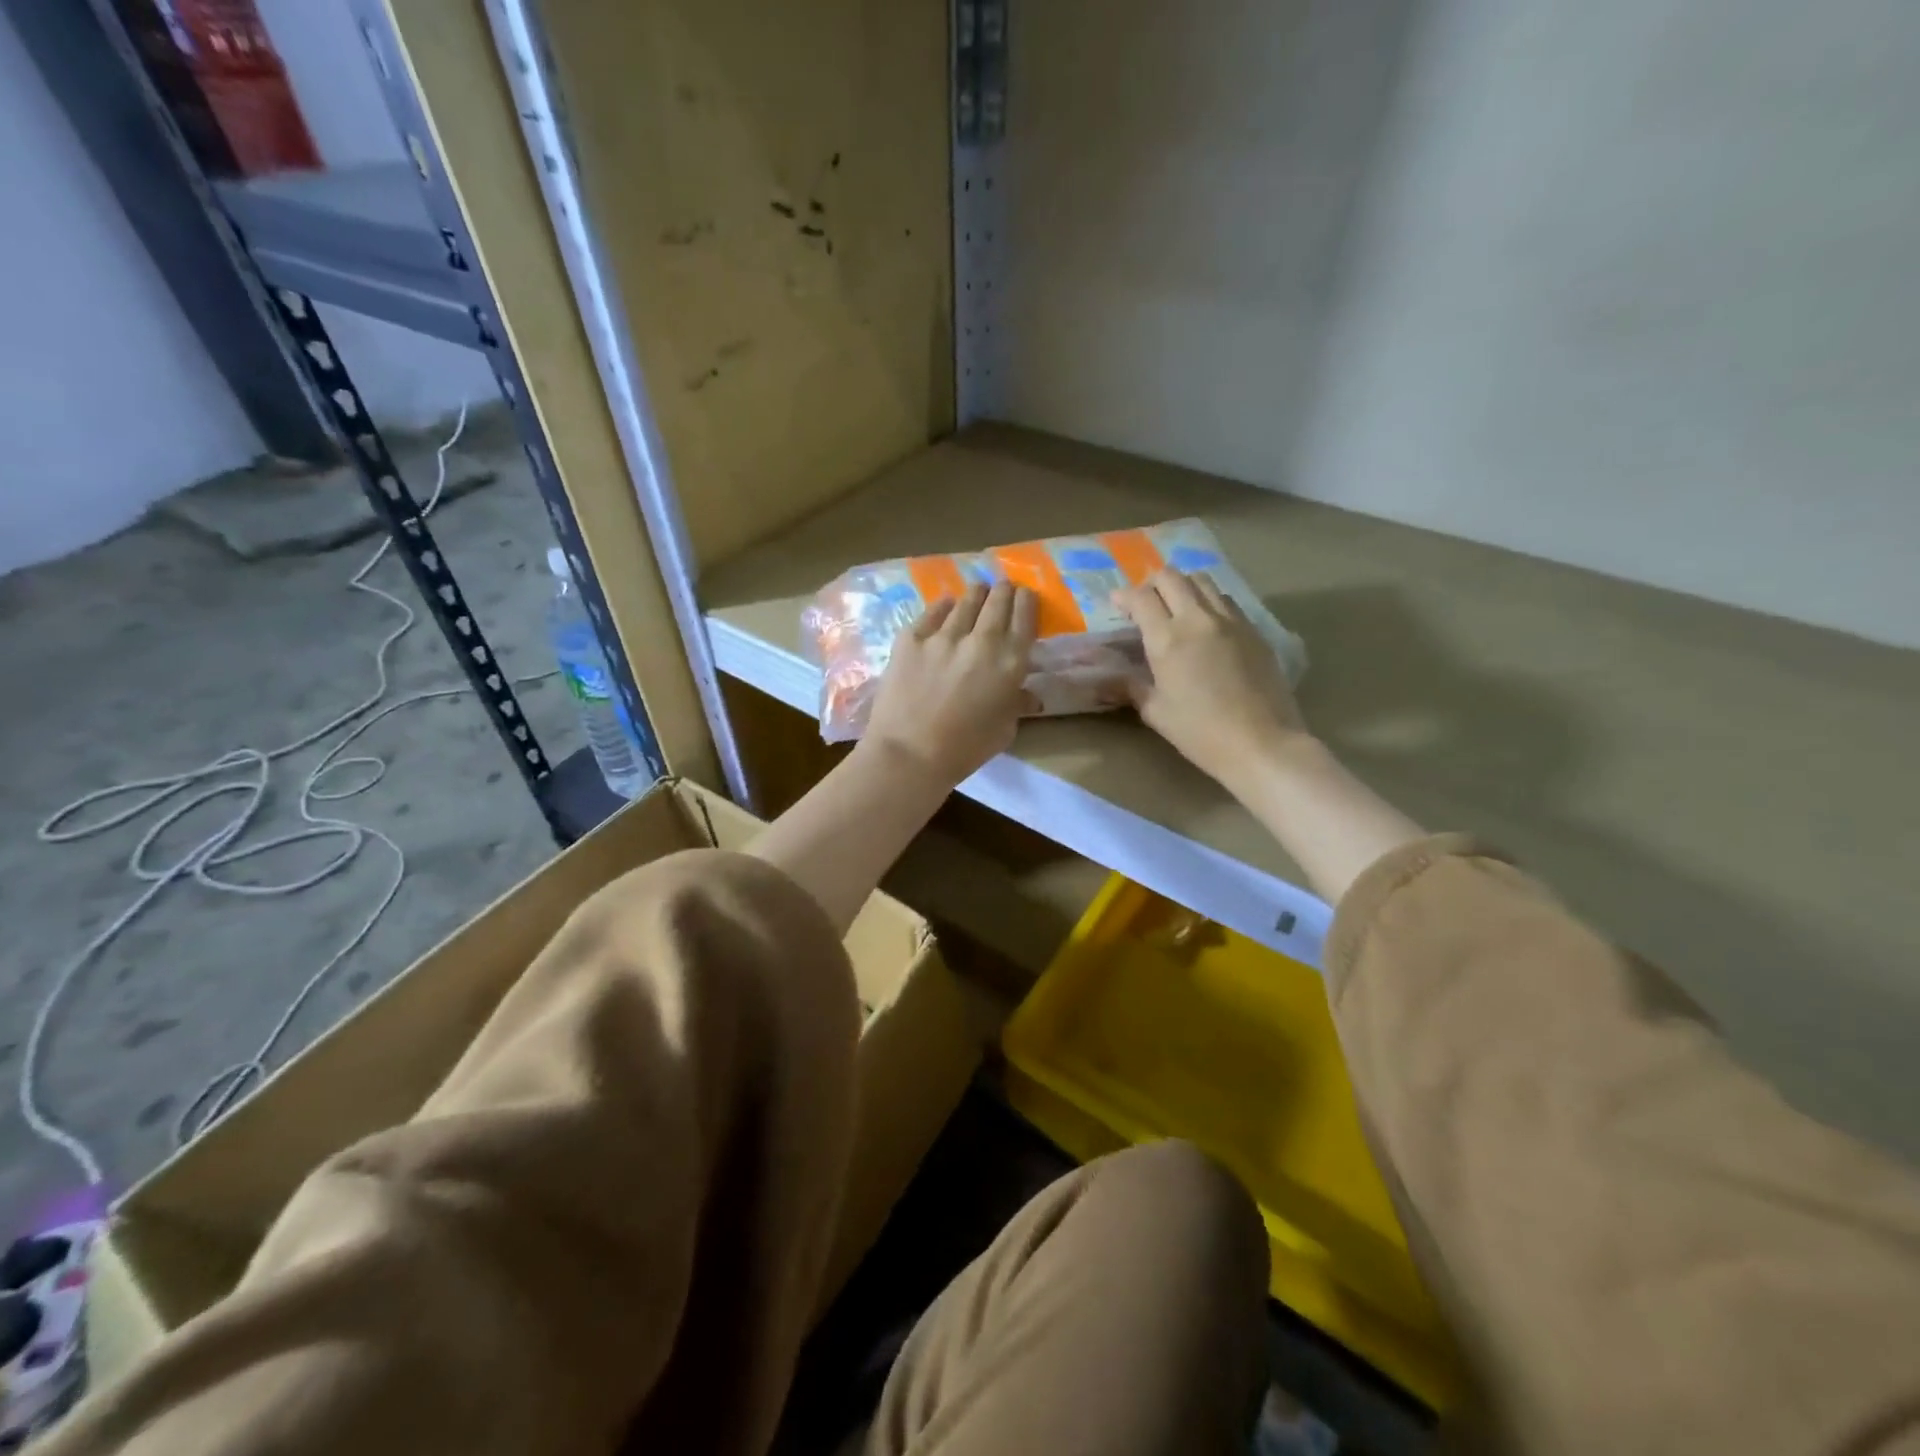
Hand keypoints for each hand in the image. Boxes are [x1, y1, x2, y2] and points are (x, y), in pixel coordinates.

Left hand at [864, 581, 1037, 786]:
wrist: (909, 754)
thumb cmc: (964, 750)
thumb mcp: (1004, 730)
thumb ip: (1017, 704)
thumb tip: (1027, 694)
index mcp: (1010, 662)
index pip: (1025, 616)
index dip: (1026, 601)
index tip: (1024, 597)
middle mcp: (982, 640)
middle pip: (998, 600)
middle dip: (1003, 591)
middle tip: (1002, 590)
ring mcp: (944, 635)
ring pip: (966, 600)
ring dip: (975, 595)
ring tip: (977, 592)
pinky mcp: (911, 637)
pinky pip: (933, 611)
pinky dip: (944, 607)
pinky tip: (946, 606)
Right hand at [1115, 570, 1308, 792]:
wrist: (1261, 743)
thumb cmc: (1200, 732)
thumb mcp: (1156, 713)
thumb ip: (1133, 687)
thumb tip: (1113, 678)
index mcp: (1167, 639)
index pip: (1141, 598)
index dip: (1124, 596)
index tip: (1117, 604)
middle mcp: (1197, 619)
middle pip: (1171, 577)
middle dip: (1151, 583)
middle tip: (1144, 602)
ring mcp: (1230, 620)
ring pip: (1202, 580)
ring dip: (1182, 586)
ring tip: (1176, 606)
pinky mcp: (1253, 629)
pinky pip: (1225, 600)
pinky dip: (1208, 601)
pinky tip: (1206, 624)